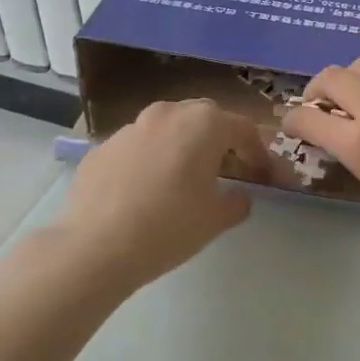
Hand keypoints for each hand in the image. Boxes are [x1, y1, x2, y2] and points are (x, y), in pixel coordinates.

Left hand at [55, 99, 270, 287]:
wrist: (96, 246)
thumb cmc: (169, 227)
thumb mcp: (217, 219)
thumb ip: (238, 202)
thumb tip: (240, 196)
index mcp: (203, 124)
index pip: (243, 128)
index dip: (258, 151)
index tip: (263, 173)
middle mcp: (168, 114)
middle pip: (204, 117)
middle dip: (220, 138)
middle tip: (226, 168)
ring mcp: (131, 127)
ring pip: (168, 127)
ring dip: (183, 145)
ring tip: (184, 177)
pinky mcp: (103, 146)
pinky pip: (138, 146)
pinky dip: (151, 159)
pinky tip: (146, 190)